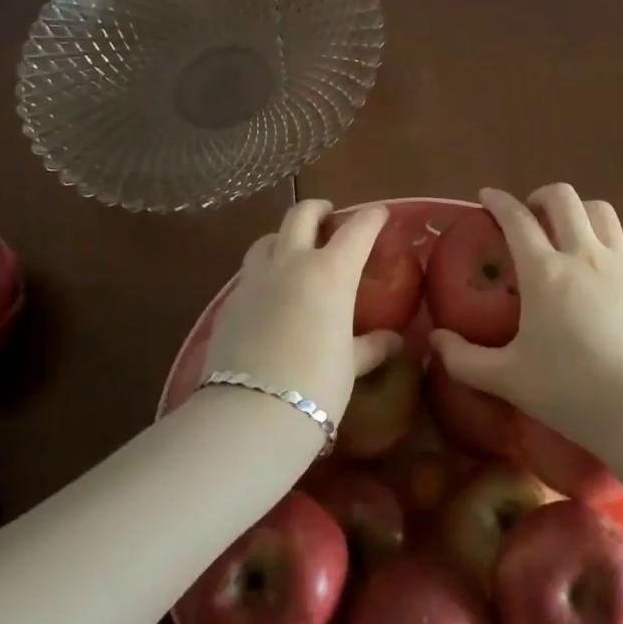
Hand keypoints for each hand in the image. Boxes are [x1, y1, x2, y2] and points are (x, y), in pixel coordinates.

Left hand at [205, 200, 400, 428]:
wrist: (249, 413)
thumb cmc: (316, 385)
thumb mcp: (349, 365)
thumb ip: (371, 346)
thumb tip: (393, 341)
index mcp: (330, 272)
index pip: (357, 230)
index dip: (371, 218)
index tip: (380, 213)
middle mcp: (291, 263)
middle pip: (301, 215)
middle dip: (318, 209)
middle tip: (329, 216)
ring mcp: (254, 279)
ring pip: (267, 239)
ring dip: (284, 237)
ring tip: (294, 252)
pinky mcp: (229, 302)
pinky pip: (249, 273)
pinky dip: (264, 272)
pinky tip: (269, 295)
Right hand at [430, 184, 622, 452]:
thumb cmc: (571, 392)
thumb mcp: (508, 379)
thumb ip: (464, 359)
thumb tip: (435, 339)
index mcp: (544, 273)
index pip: (516, 218)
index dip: (498, 201)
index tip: (486, 197)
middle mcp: (583, 255)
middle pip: (563, 198)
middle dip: (540, 197)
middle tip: (529, 216)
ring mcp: (620, 264)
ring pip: (601, 210)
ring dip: (579, 211)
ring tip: (567, 232)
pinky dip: (610, 239)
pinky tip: (603, 260)